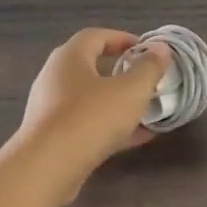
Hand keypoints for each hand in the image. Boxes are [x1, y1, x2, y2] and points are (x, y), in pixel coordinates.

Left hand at [19, 29, 172, 177]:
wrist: (45, 170)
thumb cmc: (91, 118)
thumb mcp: (131, 90)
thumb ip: (149, 67)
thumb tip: (160, 49)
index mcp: (70, 57)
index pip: (96, 36)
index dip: (122, 38)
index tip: (146, 50)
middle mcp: (54, 78)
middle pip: (91, 66)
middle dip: (121, 71)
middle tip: (146, 78)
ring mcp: (50, 109)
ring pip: (89, 98)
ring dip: (117, 101)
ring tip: (146, 110)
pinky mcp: (51, 138)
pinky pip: (85, 124)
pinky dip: (109, 126)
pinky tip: (135, 138)